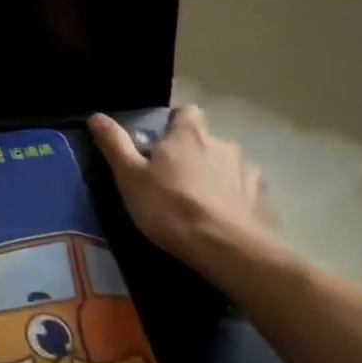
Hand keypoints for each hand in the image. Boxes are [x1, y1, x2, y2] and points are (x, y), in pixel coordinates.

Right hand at [87, 107, 283, 277]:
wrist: (226, 250)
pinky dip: (236, 199)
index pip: (186, 112)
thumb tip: (96, 116)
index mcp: (189, 135)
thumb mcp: (130, 176)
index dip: (174, 124)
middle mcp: (223, 145)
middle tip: (174, 179)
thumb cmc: (170, 208)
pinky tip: (224, 218)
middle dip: (193, 153)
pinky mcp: (265, 200)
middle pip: (206, 140)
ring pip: (228, 165)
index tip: (161, 144)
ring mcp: (248, 172)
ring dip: (216, 176)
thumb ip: (114, 143)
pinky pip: (247, 191)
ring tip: (201, 203)